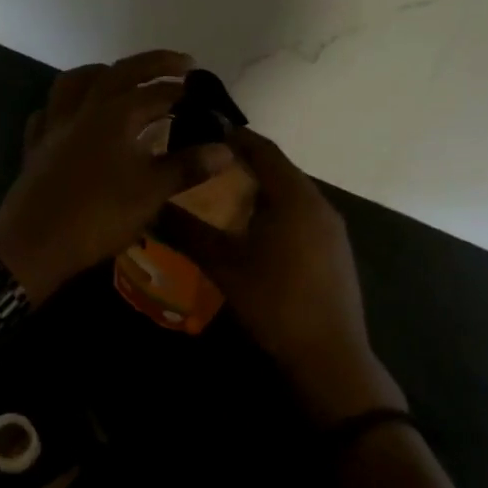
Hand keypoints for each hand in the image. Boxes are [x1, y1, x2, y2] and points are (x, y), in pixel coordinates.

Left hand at [0, 51, 232, 303]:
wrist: (34, 243)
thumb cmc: (99, 216)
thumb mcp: (151, 193)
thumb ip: (187, 167)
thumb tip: (225, 149)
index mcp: (116, 114)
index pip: (159, 93)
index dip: (187, 93)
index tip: (209, 98)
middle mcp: (84, 109)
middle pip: (120, 72)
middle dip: (154, 64)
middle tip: (181, 64)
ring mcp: (55, 125)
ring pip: (75, 82)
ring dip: (102, 73)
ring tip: (121, 78)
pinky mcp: (36, 146)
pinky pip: (49, 111)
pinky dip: (65, 105)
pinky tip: (74, 116)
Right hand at [160, 128, 404, 425]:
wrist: (329, 356)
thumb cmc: (274, 303)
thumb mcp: (223, 266)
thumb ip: (188, 231)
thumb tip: (152, 207)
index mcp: (295, 198)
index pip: (264, 150)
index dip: (236, 137)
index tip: (205, 130)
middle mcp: (319, 205)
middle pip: (280, 170)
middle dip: (245, 163)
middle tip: (207, 164)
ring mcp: (332, 230)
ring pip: (292, 194)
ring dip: (260, 189)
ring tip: (223, 194)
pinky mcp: (335, 251)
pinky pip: (302, 215)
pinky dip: (276, 210)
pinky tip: (253, 230)